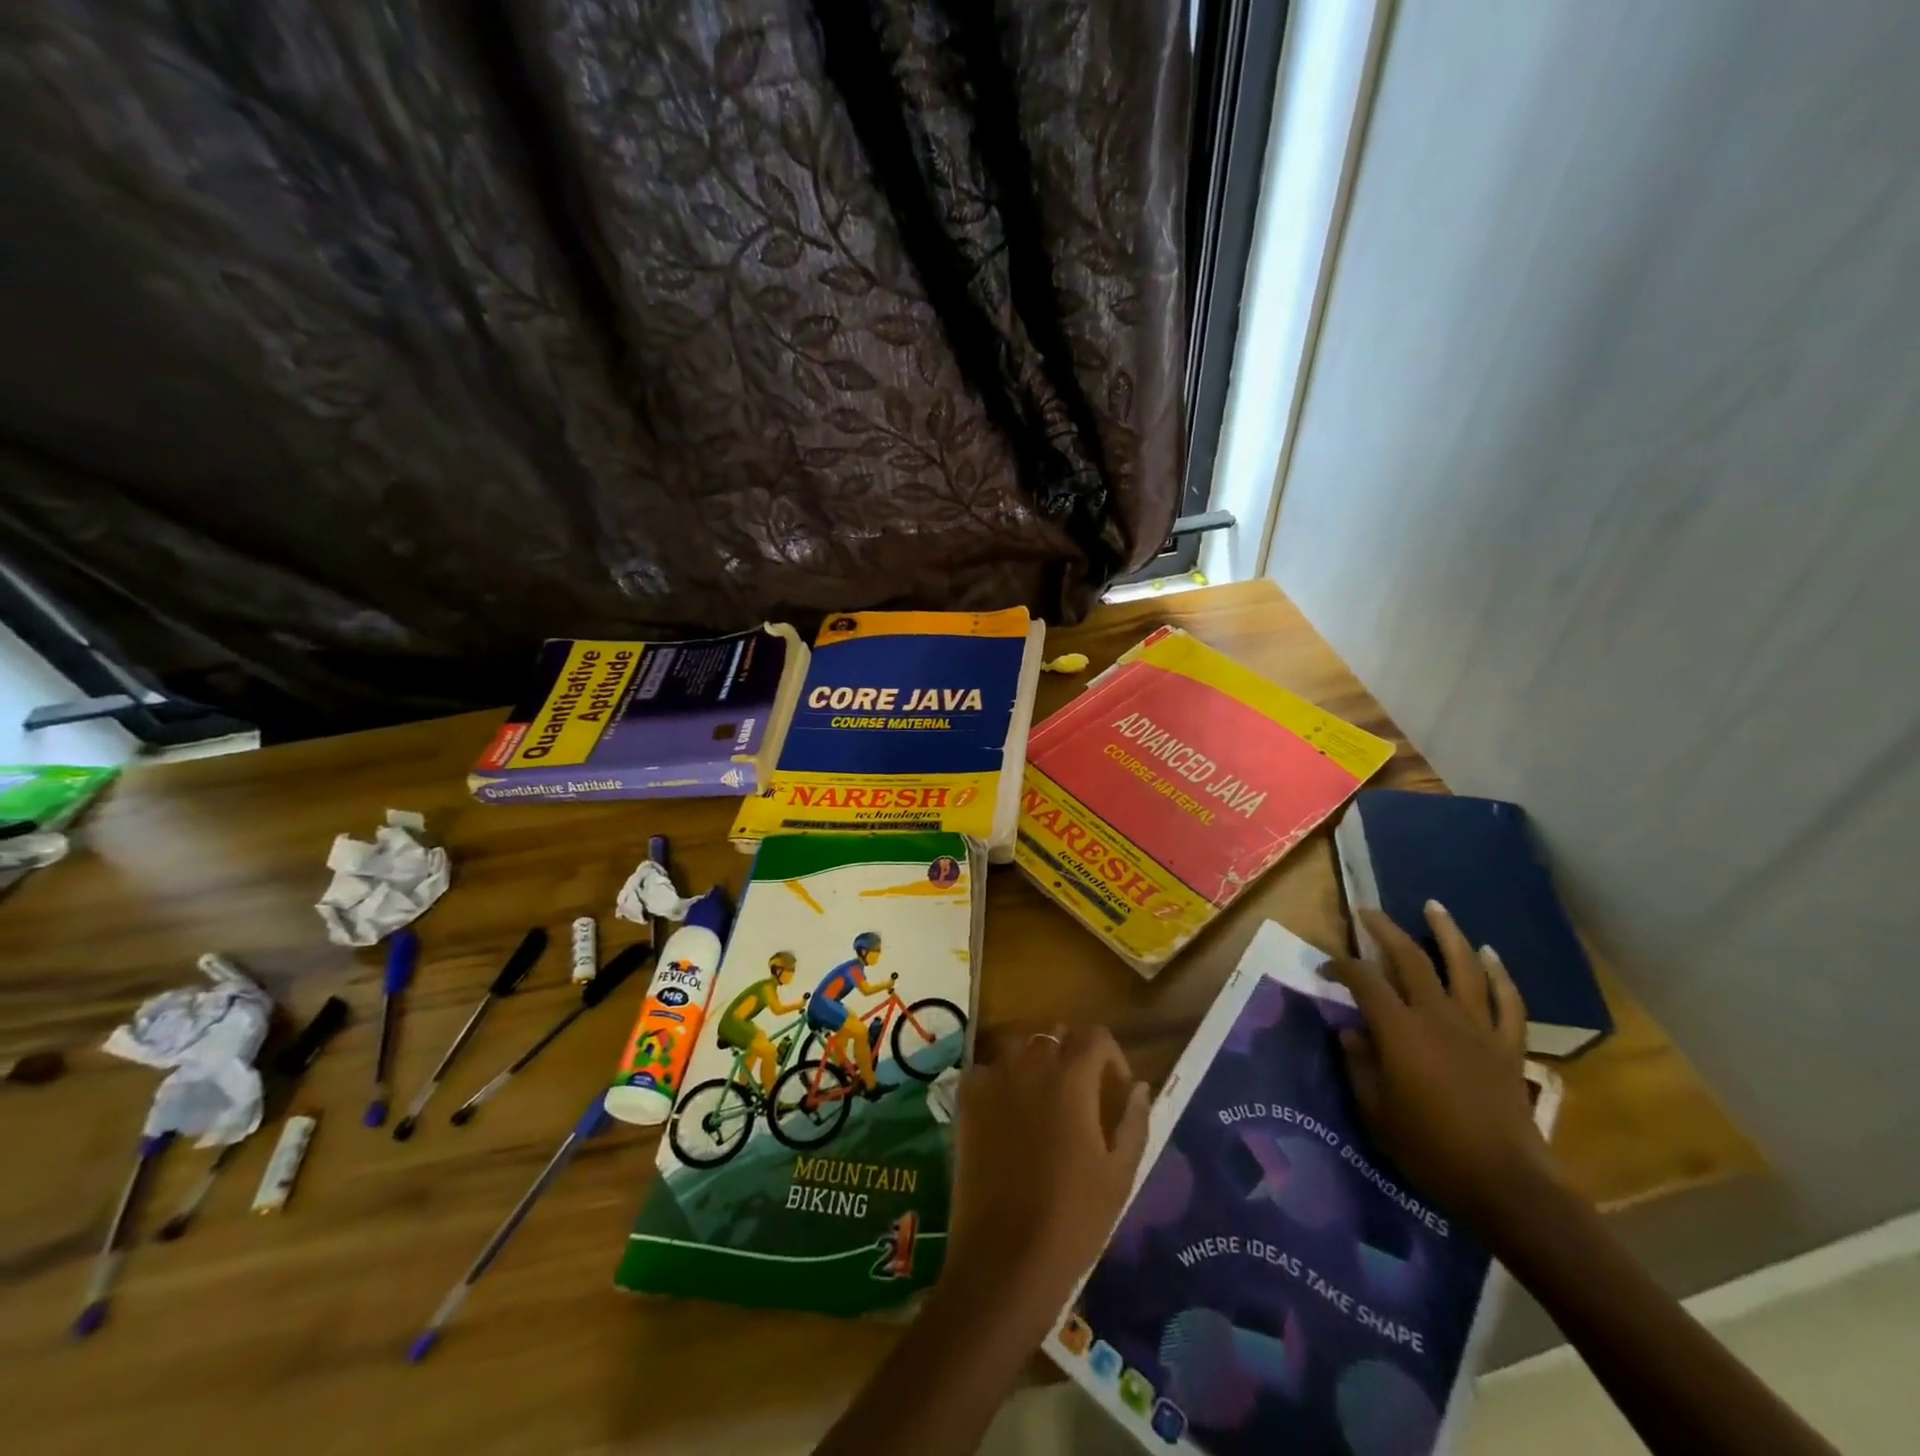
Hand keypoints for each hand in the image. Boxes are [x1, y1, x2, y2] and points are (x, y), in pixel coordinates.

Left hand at [940, 1026, 1149, 1346]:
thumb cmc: (1074, 1219)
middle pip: (1055, 1035)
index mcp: (1072, 1078)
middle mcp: (1031, 1064)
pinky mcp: (966, 1099)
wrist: (1005, 1258)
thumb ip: (1134, 1121)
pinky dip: (999, 1078)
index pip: (1096, 1036)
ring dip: (1034, 1059)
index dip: (1111, 1056)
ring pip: (1018, 1044)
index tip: (1115, 1089)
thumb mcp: (1120, 1174)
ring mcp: (993, 1078)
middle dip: (1072, 1055)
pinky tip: (1007, 1111)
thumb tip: (1139, 1086)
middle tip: (1080, 1094)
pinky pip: (986, 1069)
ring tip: (1042, 1096)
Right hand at [1322, 904, 1554, 1228]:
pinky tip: (1491, 955)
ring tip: (1435, 907)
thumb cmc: (1431, 1149)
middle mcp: (1438, 1017)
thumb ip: (1360, 1065)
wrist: (1508, 1185)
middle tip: (1369, 911)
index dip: (1341, 967)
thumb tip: (1350, 1031)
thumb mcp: (1376, 1112)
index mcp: (1400, 1030)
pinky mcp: (1508, 1047)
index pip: (1363, 981)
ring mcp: (1478, 1028)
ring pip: (1464, 967)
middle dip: (1386, 930)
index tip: (1326, 969)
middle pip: (1411, 959)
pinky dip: (1500, 975)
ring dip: (1447, 933)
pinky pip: (1507, 1003)